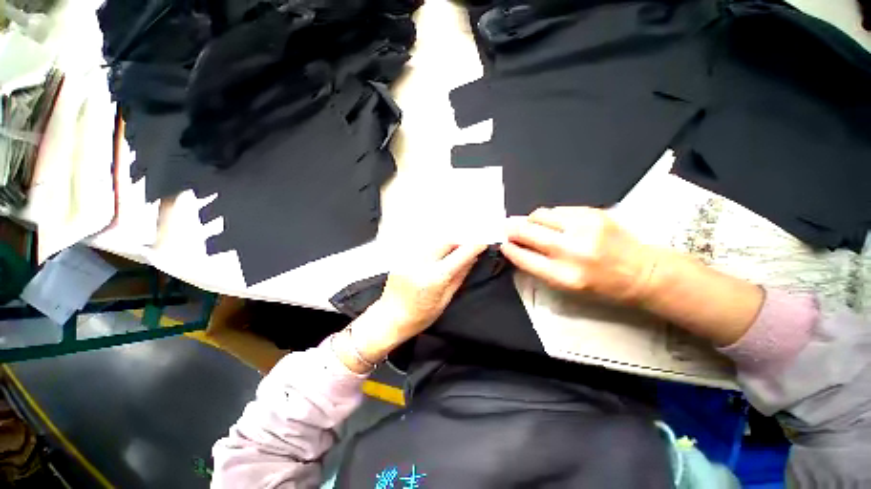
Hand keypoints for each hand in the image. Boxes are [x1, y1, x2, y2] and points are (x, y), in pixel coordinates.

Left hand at [337, 243, 486, 372]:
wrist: (390, 318)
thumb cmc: (419, 316)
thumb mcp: (445, 300)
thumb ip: (459, 277)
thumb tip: (471, 260)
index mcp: (434, 279)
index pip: (459, 256)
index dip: (473, 246)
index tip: (482, 242)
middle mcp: (420, 264)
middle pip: (445, 241)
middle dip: (459, 240)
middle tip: (467, 245)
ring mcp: (409, 259)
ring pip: (433, 240)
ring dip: (447, 242)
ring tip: (453, 249)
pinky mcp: (402, 257)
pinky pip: (422, 245)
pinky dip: (434, 245)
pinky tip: (438, 252)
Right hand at [501, 207, 658, 303]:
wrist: (643, 273)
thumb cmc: (602, 287)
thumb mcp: (566, 288)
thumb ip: (538, 268)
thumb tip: (516, 247)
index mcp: (563, 276)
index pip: (523, 257)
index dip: (509, 249)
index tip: (504, 244)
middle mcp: (571, 250)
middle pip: (526, 231)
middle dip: (512, 229)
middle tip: (509, 229)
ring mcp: (583, 228)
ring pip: (539, 215)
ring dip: (531, 220)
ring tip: (534, 226)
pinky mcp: (593, 213)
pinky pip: (557, 209)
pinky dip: (550, 216)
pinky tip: (555, 223)